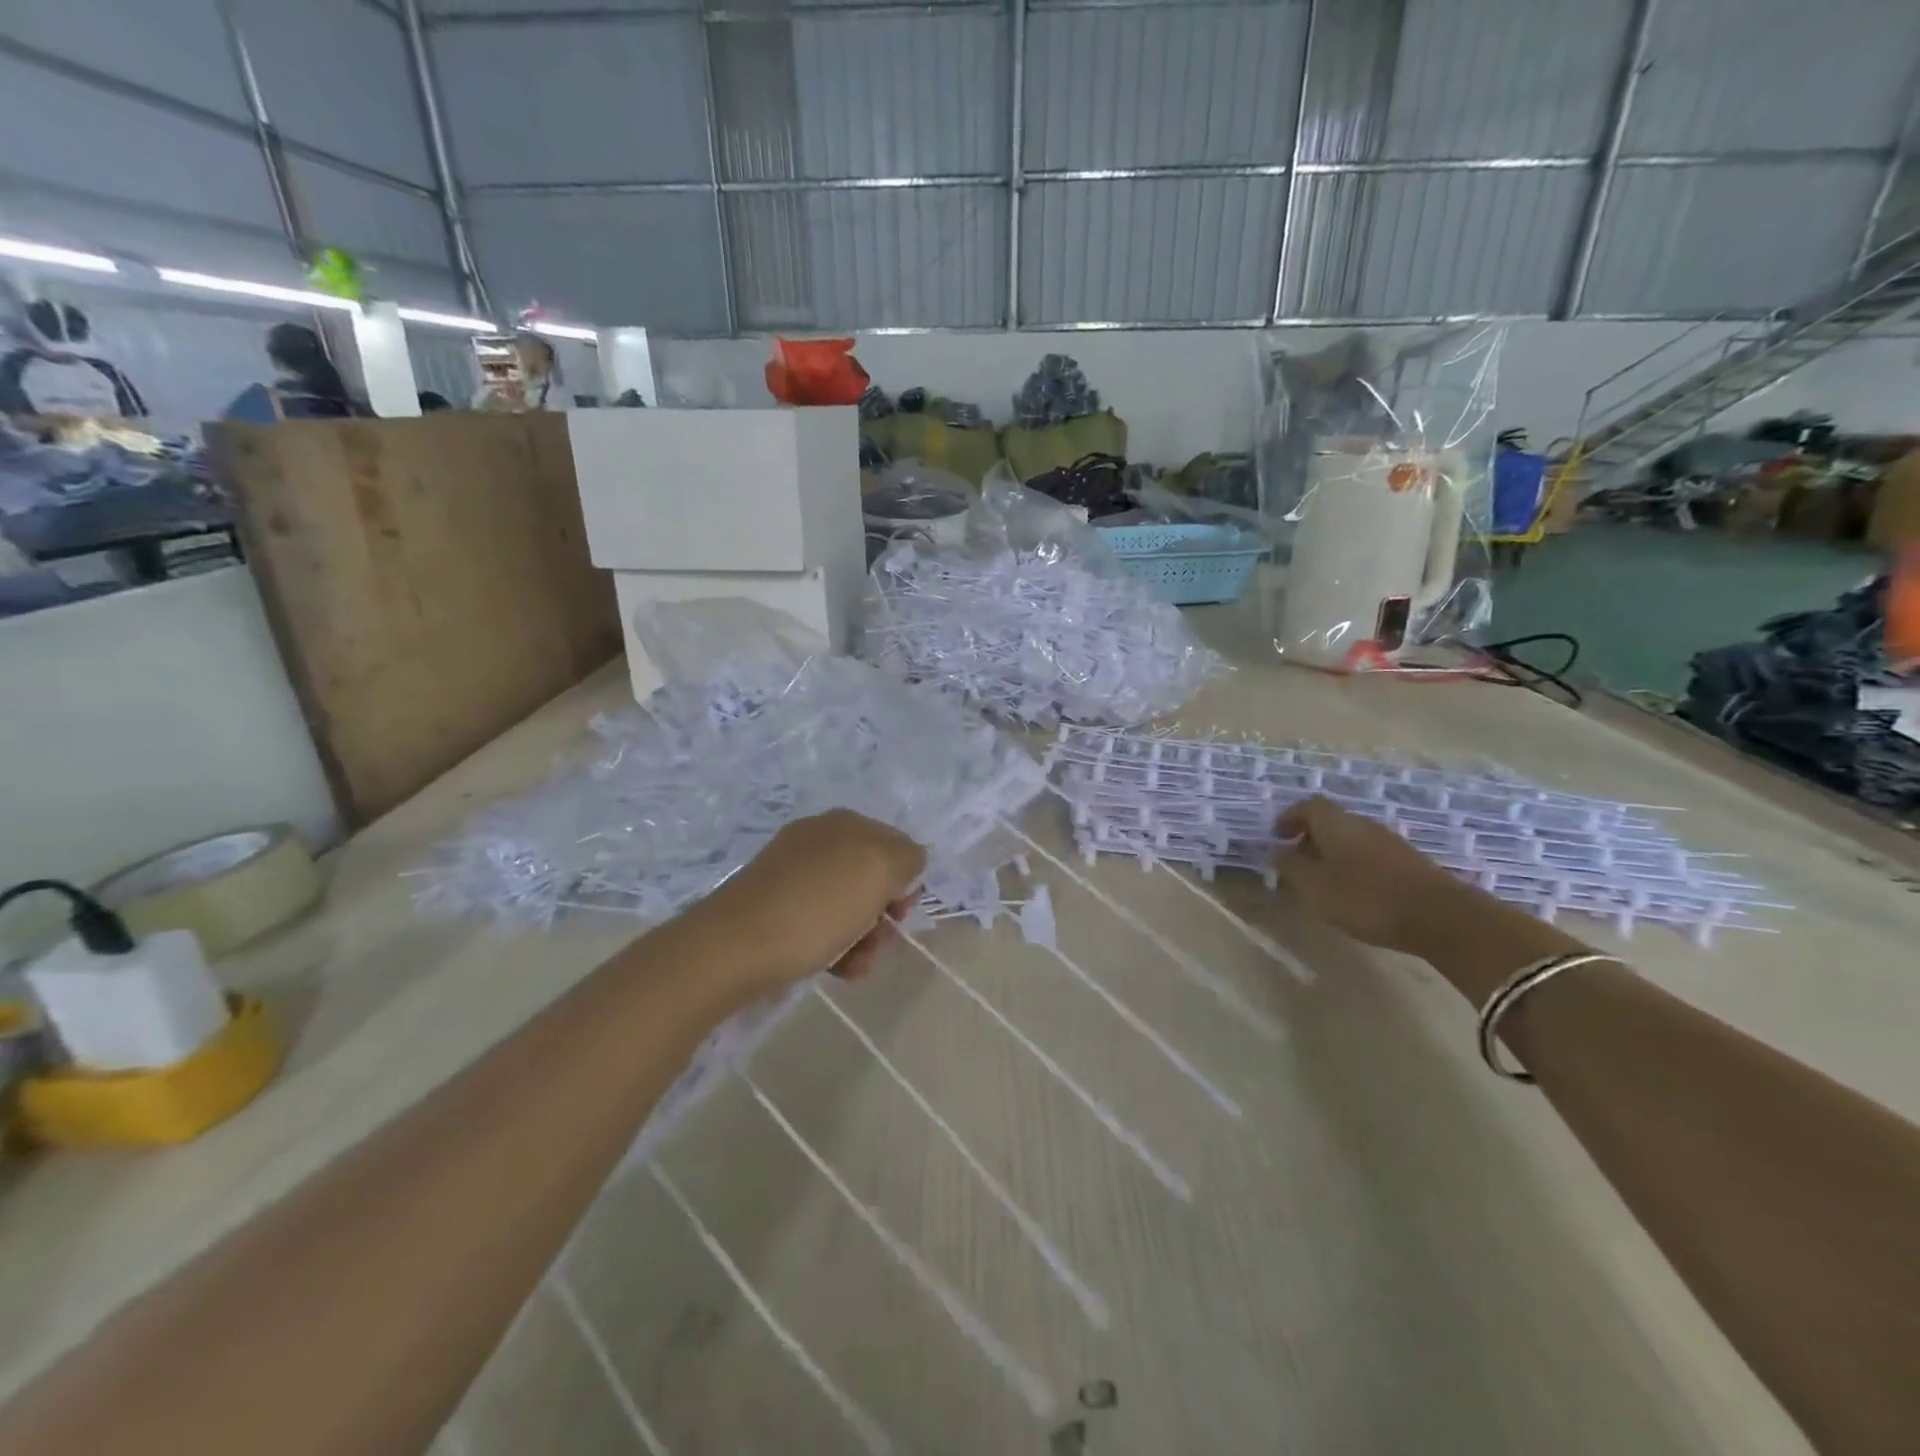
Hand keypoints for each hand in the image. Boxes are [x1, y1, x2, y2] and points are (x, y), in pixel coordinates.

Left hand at [706, 810, 926, 991]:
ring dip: (864, 937)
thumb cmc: (816, 906)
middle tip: (879, 939)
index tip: (901, 911)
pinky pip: (820, 922)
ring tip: (855, 965)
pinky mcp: (773, 907)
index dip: (906, 879)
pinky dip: (836, 946)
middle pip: (872, 878)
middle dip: (884, 913)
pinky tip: (836, 970)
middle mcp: (819, 840)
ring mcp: (792, 874)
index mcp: (845, 823)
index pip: (896, 844)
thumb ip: (908, 858)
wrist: (733, 948)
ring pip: (848, 905)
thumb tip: (909, 860)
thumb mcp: (878, 870)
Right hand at [1271, 796, 1463, 954]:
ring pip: (1350, 839)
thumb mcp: (1314, 887)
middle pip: (1330, 822)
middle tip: (1295, 863)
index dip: (1289, 818)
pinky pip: (1369, 855)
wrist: (1440, 917)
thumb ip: (1290, 867)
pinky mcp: (1407, 862)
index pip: (1307, 806)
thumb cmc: (1365, 898)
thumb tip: (1276, 851)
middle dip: (1309, 838)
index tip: (1277, 837)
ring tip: (1322, 881)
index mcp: (1335, 823)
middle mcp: (1362, 824)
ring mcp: (1388, 841)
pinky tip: (1353, 892)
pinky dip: (1353, 866)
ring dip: (1331, 854)